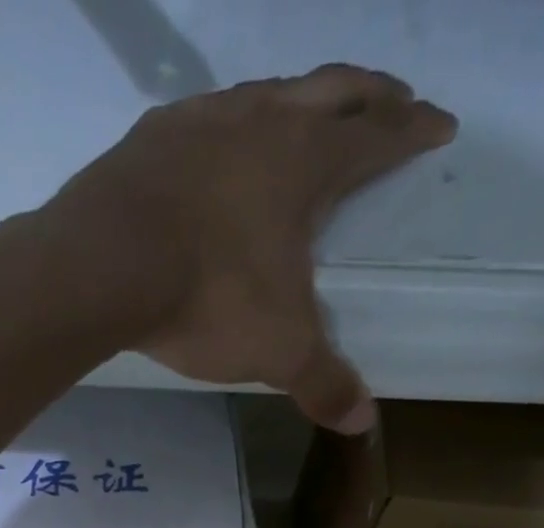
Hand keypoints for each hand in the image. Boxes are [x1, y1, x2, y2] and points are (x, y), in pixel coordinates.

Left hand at [39, 66, 456, 432]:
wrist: (103, 266)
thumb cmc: (208, 297)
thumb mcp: (277, 350)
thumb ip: (322, 382)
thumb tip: (363, 422)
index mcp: (306, 162)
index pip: (377, 136)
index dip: (413, 130)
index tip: (440, 125)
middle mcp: (261, 121)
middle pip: (333, 89)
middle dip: (371, 94)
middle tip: (396, 98)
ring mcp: (202, 121)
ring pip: (268, 90)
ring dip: (299, 98)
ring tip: (308, 114)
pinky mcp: (150, 136)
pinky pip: (204, 116)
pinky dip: (227, 123)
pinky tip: (218, 143)